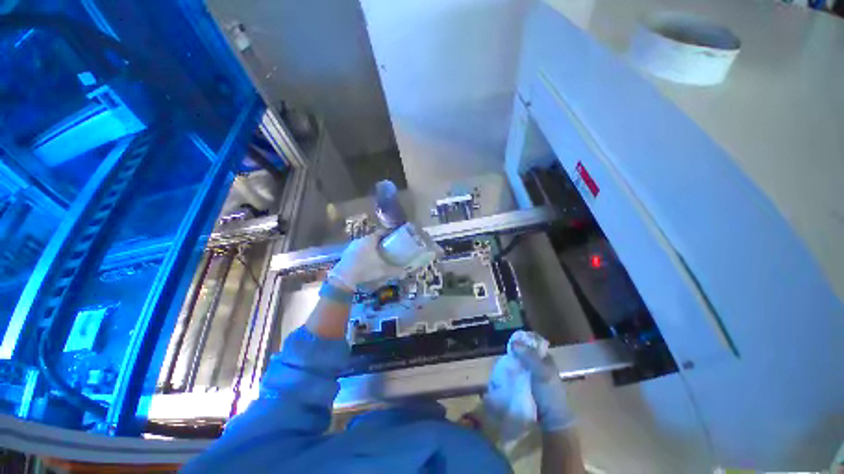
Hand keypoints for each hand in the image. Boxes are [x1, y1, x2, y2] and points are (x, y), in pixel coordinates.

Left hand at [327, 232, 405, 290]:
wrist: (344, 279)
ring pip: (365, 244)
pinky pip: (358, 251)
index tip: (394, 238)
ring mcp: (352, 246)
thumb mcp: (383, 271)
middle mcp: (360, 240)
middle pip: (373, 238)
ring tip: (378, 256)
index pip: (381, 232)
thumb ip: (396, 271)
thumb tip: (406, 273)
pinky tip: (367, 262)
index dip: (388, 234)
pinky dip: (363, 254)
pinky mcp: (346, 254)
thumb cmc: (366, 269)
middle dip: (381, 242)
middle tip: (388, 248)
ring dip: (371, 248)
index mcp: (370, 239)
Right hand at [508, 331, 575, 431]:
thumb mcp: (542, 372)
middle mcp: (539, 365)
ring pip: (519, 362)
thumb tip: (513, 342)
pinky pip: (515, 374)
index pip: (532, 343)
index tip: (511, 341)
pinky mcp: (525, 385)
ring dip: (511, 362)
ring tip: (501, 362)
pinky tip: (503, 373)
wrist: (551, 421)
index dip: (522, 340)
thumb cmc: (550, 394)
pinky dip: (510, 372)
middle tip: (504, 352)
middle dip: (514, 352)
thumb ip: (529, 356)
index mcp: (546, 359)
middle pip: (524, 352)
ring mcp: (531, 376)